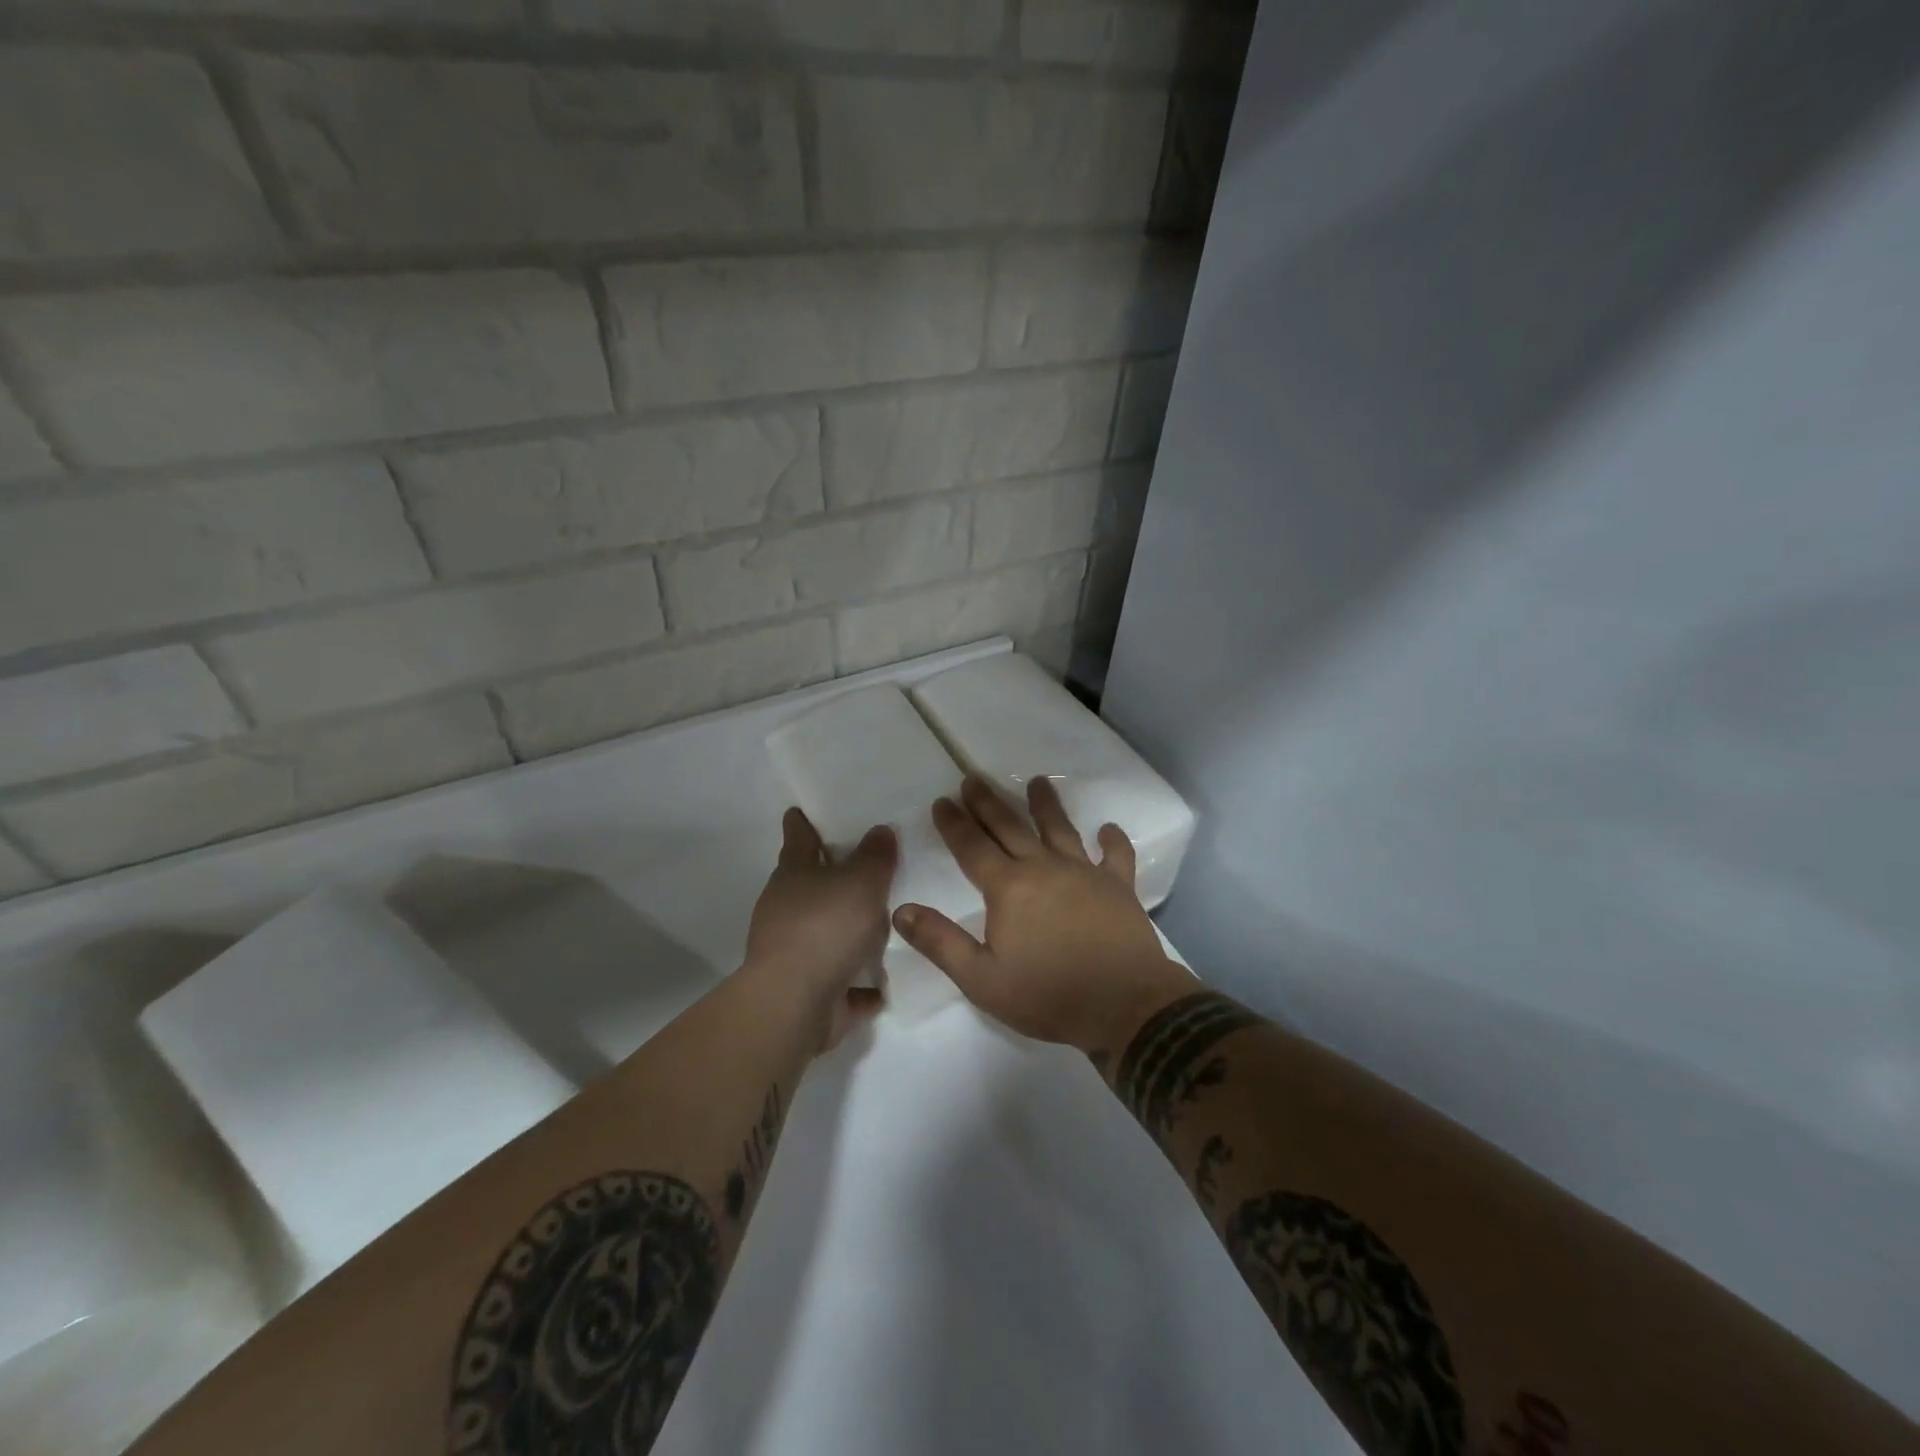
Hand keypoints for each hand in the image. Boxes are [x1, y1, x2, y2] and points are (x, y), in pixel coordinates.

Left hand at [743, 808, 895, 1051]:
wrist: (793, 1004)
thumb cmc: (825, 927)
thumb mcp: (861, 882)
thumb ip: (875, 856)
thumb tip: (880, 830)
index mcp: (794, 874)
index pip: (798, 838)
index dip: (801, 824)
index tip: (797, 812)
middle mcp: (786, 909)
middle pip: (808, 886)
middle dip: (829, 879)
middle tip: (862, 867)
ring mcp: (792, 952)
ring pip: (823, 933)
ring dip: (846, 933)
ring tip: (883, 929)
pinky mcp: (805, 991)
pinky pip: (838, 980)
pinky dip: (854, 983)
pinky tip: (879, 986)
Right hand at [892, 776, 1189, 1055]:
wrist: (1124, 1006)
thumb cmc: (1047, 995)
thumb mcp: (981, 979)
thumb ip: (940, 942)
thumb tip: (901, 909)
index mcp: (1008, 888)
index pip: (972, 847)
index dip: (954, 823)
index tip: (941, 801)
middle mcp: (1043, 867)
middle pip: (1010, 827)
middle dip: (988, 802)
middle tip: (973, 778)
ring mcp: (1084, 872)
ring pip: (1060, 828)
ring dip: (1046, 804)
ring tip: (1038, 781)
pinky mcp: (1118, 886)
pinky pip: (1115, 856)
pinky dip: (1112, 840)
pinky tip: (1108, 828)